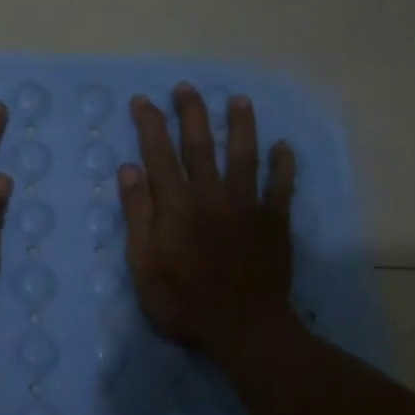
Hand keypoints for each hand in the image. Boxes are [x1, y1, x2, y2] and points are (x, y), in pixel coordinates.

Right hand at [119, 84, 296, 358]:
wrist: (242, 327)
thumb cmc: (183, 301)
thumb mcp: (143, 264)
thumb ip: (138, 215)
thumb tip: (130, 169)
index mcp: (176, 206)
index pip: (159, 154)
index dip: (150, 125)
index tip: (143, 101)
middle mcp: (211, 195)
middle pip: (200, 146)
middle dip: (191, 113)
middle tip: (186, 87)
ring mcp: (247, 206)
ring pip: (244, 155)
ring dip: (241, 126)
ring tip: (239, 100)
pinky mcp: (274, 221)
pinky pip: (281, 186)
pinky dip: (284, 165)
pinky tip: (284, 148)